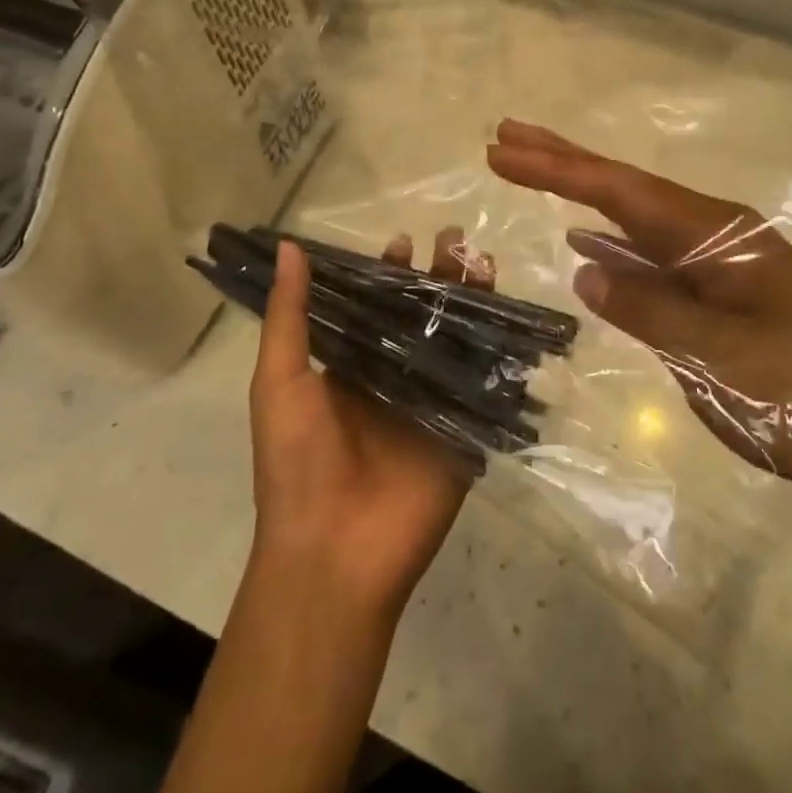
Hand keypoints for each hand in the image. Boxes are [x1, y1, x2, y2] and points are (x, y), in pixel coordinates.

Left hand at [247, 231, 485, 625]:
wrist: (334, 554)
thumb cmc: (296, 463)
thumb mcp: (281, 382)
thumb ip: (290, 316)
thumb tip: (290, 247)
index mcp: (351, 366)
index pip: (375, 306)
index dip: (388, 273)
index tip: (403, 241)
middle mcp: (394, 377)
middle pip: (422, 315)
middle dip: (438, 277)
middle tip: (455, 238)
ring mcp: (432, 402)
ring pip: (456, 338)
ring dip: (470, 300)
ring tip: (482, 260)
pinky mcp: (463, 429)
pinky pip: (483, 381)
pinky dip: (498, 348)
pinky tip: (510, 314)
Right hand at [487, 120, 791, 499]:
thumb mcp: (717, 358)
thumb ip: (646, 308)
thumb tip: (583, 268)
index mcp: (715, 234)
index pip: (620, 191)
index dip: (557, 169)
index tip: (502, 150)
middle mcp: (714, 231)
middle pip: (625, 186)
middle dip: (563, 160)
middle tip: (506, 135)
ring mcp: (719, 258)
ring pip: (635, 216)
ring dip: (582, 193)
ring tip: (534, 170)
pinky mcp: (720, 288)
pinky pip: (652, 251)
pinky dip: (612, 240)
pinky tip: (587, 242)